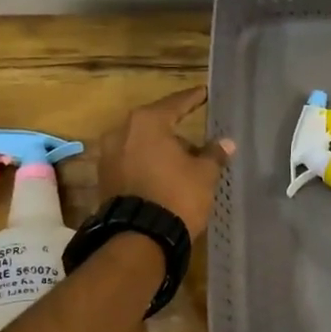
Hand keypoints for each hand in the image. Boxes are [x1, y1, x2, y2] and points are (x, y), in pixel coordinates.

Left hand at [95, 85, 234, 238]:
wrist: (140, 238)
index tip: (204, 93)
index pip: (176, 103)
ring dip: (160, 148)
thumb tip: (226, 143)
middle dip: (175, 128)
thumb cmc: (176, 195)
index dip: (193, 99)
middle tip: (195, 131)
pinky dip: (147, 163)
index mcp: (147, 122)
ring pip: (141, 144)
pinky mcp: (104, 178)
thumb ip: (214, 153)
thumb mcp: (204, 174)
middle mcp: (122, 132)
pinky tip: (164, 173)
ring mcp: (108, 155)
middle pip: (155, 123)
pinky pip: (131, 161)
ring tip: (183, 159)